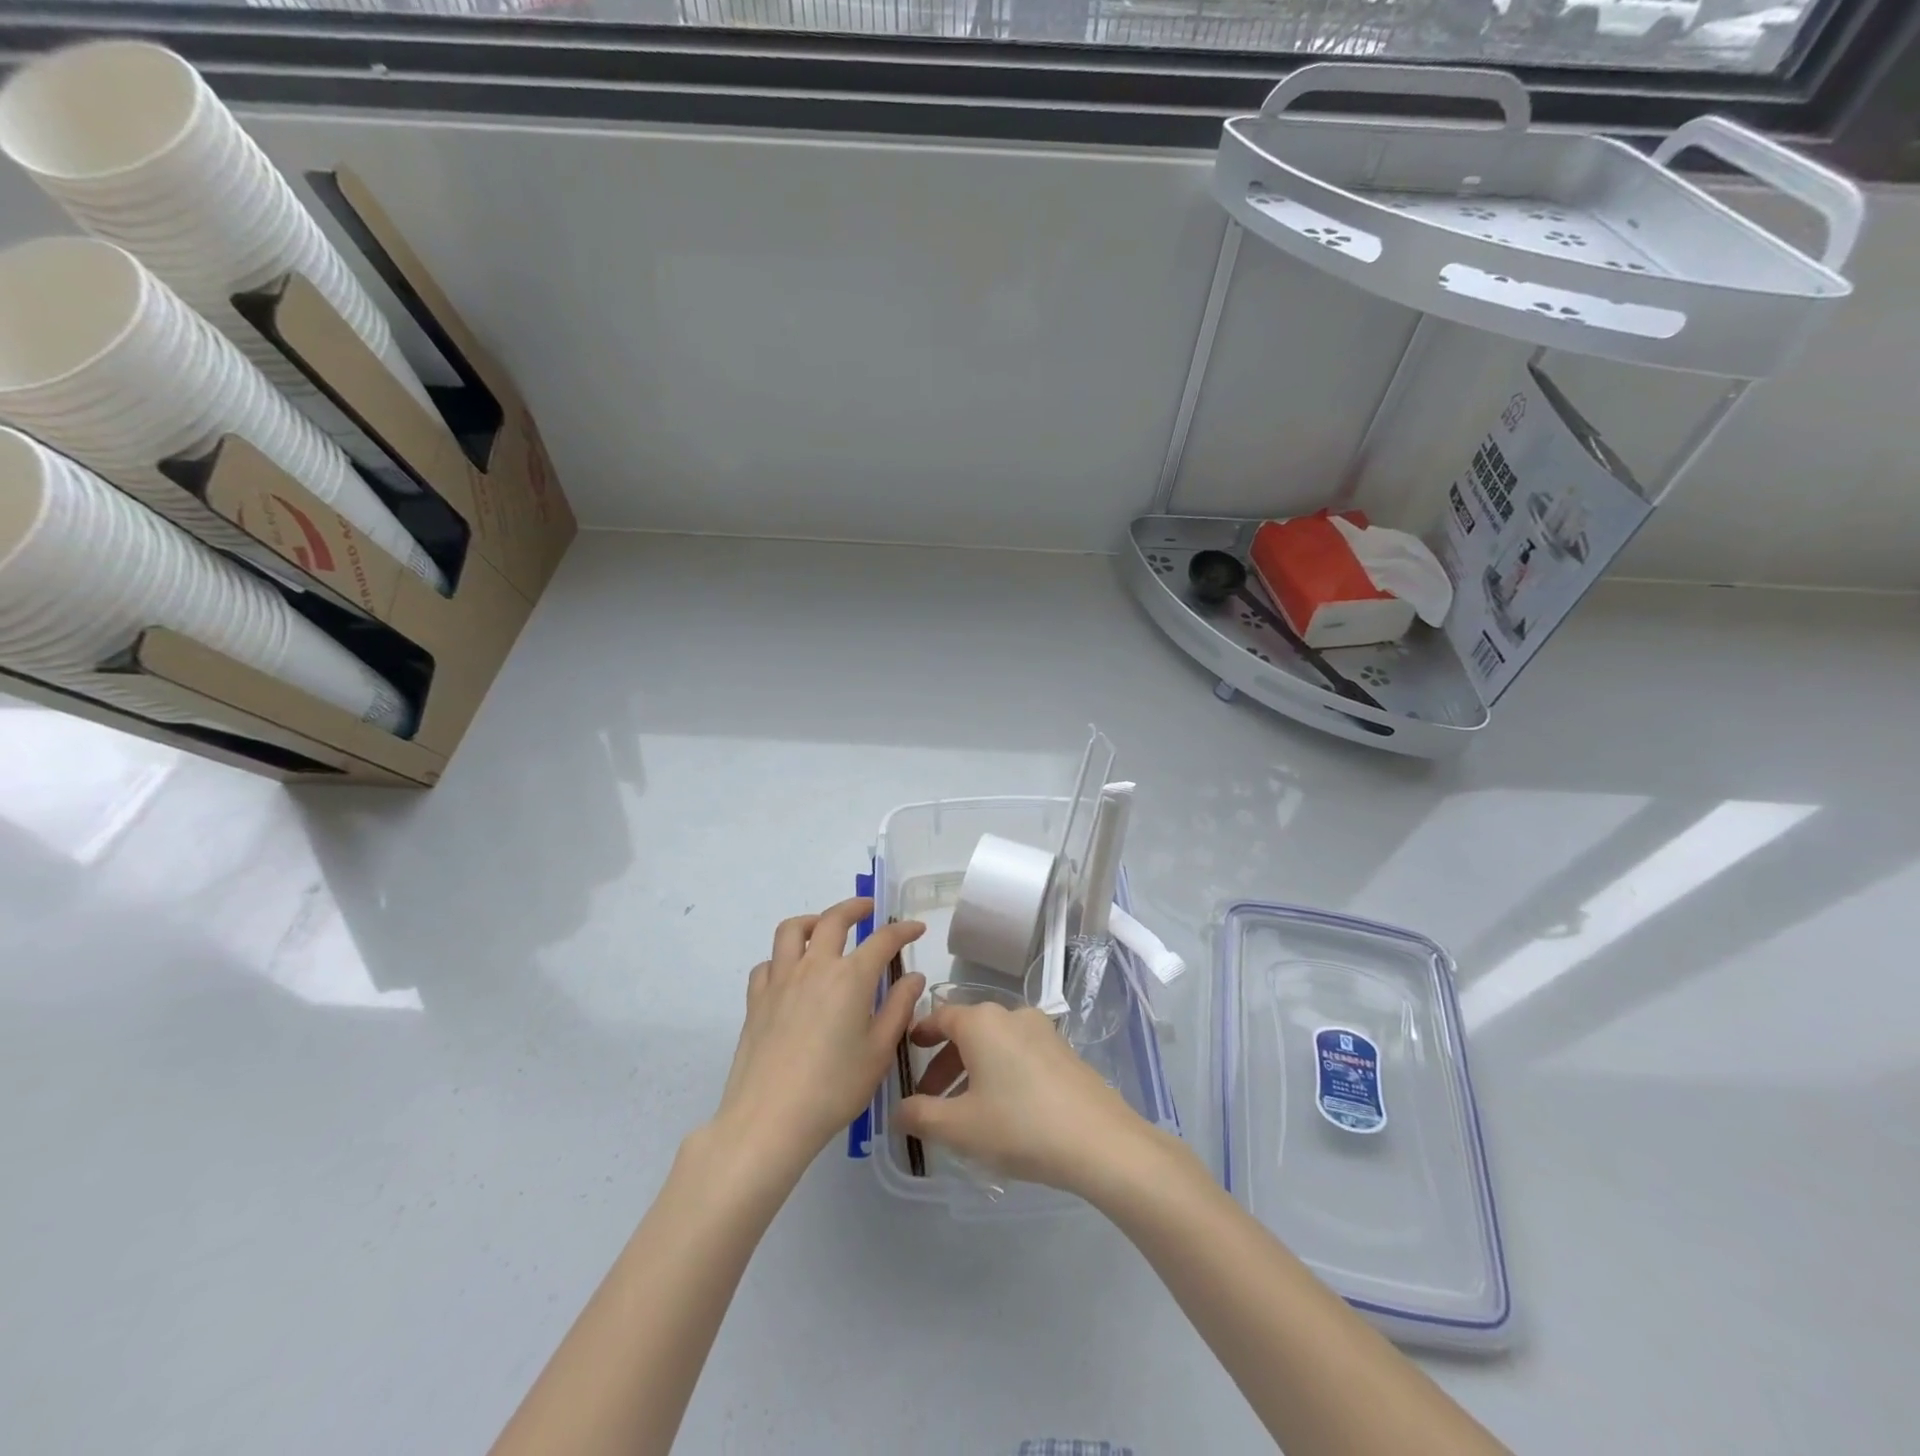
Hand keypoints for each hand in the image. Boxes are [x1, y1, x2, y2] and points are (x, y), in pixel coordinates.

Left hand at [710, 898, 924, 1171]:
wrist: (770, 1119)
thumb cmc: (834, 1088)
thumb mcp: (879, 1052)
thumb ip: (898, 1008)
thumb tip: (912, 977)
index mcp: (851, 977)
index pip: (883, 940)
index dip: (903, 930)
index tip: (916, 929)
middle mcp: (815, 967)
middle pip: (834, 919)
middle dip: (855, 908)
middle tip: (868, 910)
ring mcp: (780, 980)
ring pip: (792, 930)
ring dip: (813, 921)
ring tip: (823, 928)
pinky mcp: (756, 999)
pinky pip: (768, 963)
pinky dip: (782, 958)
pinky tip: (790, 973)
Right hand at [895, 998, 1159, 1198]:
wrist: (1099, 1141)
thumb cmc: (1019, 1126)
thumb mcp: (959, 1127)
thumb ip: (921, 1115)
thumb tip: (898, 1110)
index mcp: (981, 1022)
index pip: (940, 1016)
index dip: (920, 1033)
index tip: (907, 1052)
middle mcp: (1011, 1015)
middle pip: (967, 1031)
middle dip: (944, 1063)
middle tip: (930, 1098)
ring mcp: (1042, 1031)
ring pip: (994, 1044)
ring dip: (973, 1070)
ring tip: (965, 1112)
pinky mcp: (1064, 1051)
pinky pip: (1019, 1053)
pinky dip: (1001, 1072)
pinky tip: (1003, 1111)